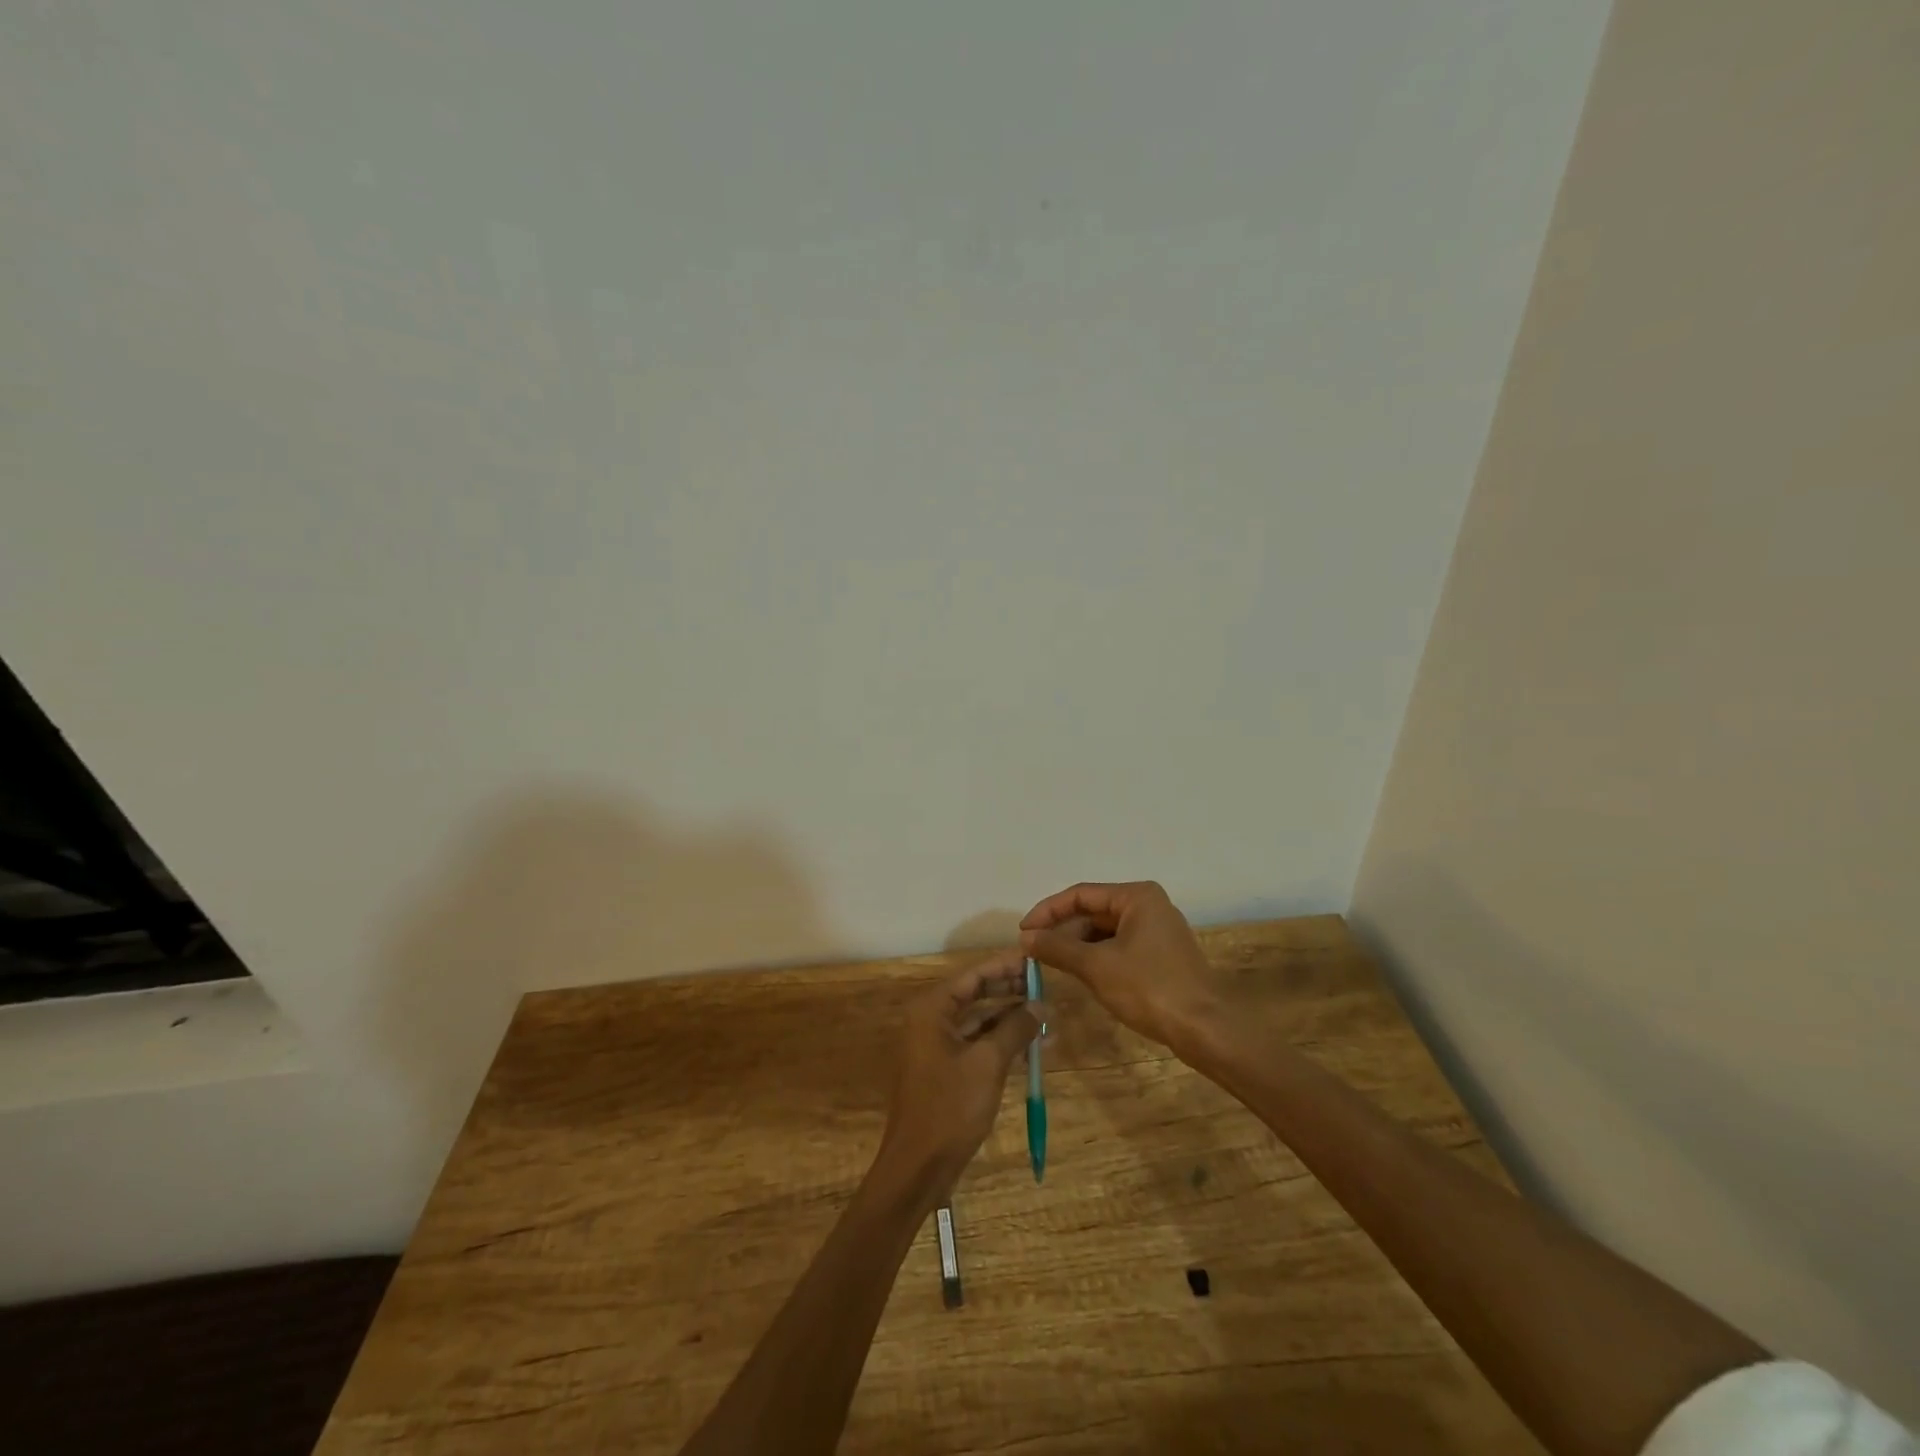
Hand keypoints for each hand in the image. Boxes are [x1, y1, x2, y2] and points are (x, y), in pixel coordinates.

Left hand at [875, 950, 1041, 1198]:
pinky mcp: (947, 1069)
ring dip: (1011, 1019)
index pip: (973, 975)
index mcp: (932, 1009)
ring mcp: (938, 1046)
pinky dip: (1003, 1042)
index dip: (1006, 966)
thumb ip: (1015, 1028)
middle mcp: (931, 1020)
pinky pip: (978, 1044)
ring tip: (1047, 1017)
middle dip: (1011, 991)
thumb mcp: (988, 1063)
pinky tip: (1033, 1047)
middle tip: (1046, 987)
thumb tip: (1041, 1005)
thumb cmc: (950, 1107)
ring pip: (980, 1020)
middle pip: (976, 994)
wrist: (919, 1167)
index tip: (1036, 960)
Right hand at [1019, 880, 1229, 1051]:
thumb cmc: (1149, 988)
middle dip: (1062, 929)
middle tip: (1033, 950)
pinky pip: (1119, 946)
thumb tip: (1025, 938)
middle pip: (1093, 910)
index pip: (1080, 894)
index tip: (1023, 932)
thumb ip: (1058, 947)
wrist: (1204, 1028)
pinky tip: (1080, 973)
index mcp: (1136, 896)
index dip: (1047, 911)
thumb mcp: (1096, 966)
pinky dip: (1096, 956)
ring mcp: (1157, 930)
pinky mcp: (1160, 955)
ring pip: (1105, 930)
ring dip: (1077, 944)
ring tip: (1050, 962)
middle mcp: (1148, 905)